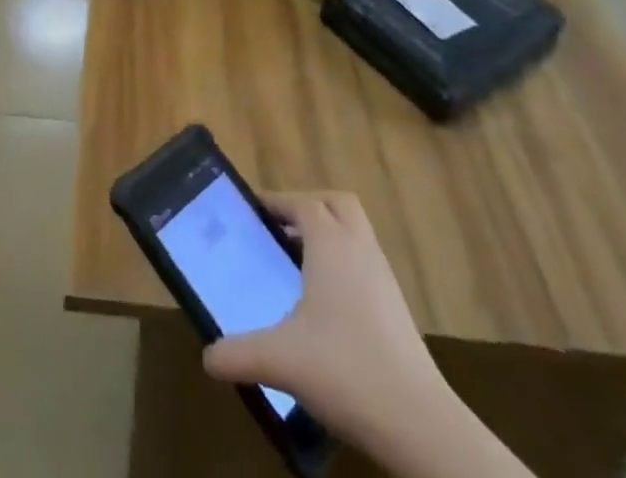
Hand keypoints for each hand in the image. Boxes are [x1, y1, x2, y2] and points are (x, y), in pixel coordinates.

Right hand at [202, 192, 450, 449]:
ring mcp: (383, 276)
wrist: (419, 423)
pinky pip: (366, 263)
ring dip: (329, 237)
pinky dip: (345, 266)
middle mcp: (359, 248)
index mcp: (330, 244)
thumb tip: (207, 357)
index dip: (277, 203)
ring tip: (298, 266)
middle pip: (336, 204)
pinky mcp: (398, 306)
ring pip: (355, 233)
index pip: (303, 203)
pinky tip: (326, 305)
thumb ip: (238, 354)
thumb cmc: (344, 370)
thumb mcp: (280, 360)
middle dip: (309, 208)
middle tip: (280, 230)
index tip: (253, 214)